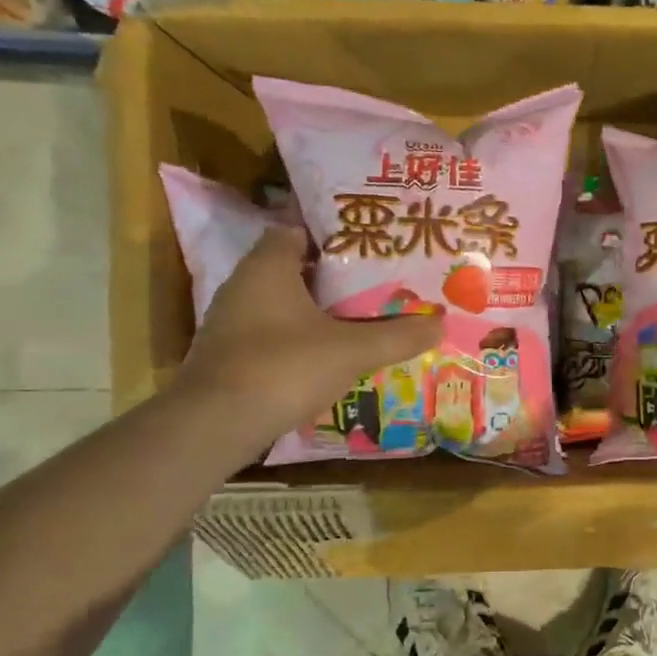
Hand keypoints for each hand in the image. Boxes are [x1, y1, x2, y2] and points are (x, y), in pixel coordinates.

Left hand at [175, 228, 443, 429]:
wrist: (215, 425)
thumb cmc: (284, 367)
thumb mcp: (352, 350)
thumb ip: (397, 336)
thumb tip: (441, 323)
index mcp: (268, 267)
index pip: (296, 231)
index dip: (331, 234)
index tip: (367, 244)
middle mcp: (243, 286)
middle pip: (292, 268)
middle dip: (332, 275)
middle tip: (376, 281)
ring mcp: (231, 323)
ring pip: (281, 304)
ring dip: (315, 310)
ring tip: (360, 317)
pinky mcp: (228, 356)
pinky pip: (271, 334)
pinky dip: (298, 338)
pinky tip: (328, 355)